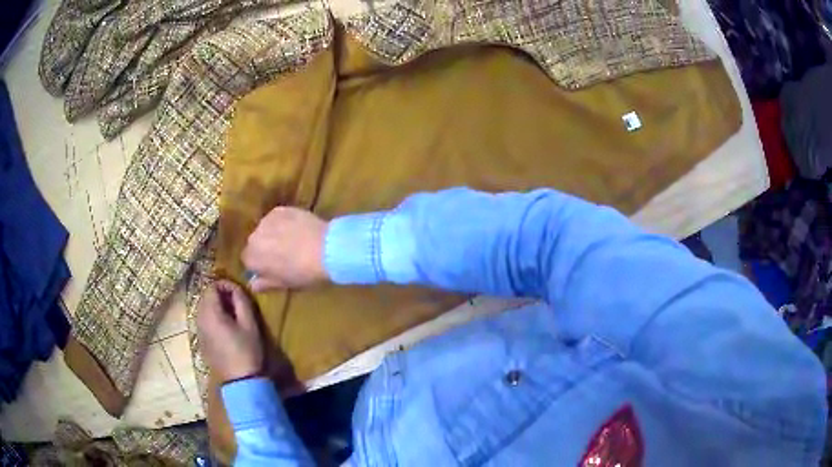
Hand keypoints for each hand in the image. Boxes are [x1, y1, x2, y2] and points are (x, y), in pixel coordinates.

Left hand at [196, 280, 262, 383]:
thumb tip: (235, 289)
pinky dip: (212, 317)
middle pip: (205, 296)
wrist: (240, 380)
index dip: (225, 285)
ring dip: (215, 306)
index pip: (211, 287)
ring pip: (203, 309)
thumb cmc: (246, 350)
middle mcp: (199, 319)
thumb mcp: (249, 324)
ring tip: (232, 315)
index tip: (238, 292)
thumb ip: (241, 301)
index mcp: (210, 313)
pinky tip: (225, 328)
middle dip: (219, 294)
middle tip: (236, 302)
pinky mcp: (201, 341)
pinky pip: (203, 321)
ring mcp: (198, 331)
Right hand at [242, 207, 328, 291]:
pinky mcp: (279, 210)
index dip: (260, 263)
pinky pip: (276, 217)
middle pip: (255, 242)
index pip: (248, 260)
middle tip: (283, 253)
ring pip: (265, 228)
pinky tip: (296, 227)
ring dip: (273, 233)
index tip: (272, 267)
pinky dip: (283, 222)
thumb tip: (253, 284)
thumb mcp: (283, 284)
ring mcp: (266, 221)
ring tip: (291, 239)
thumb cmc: (303, 272)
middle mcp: (253, 237)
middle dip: (265, 247)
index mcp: (252, 258)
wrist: (325, 249)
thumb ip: (265, 283)